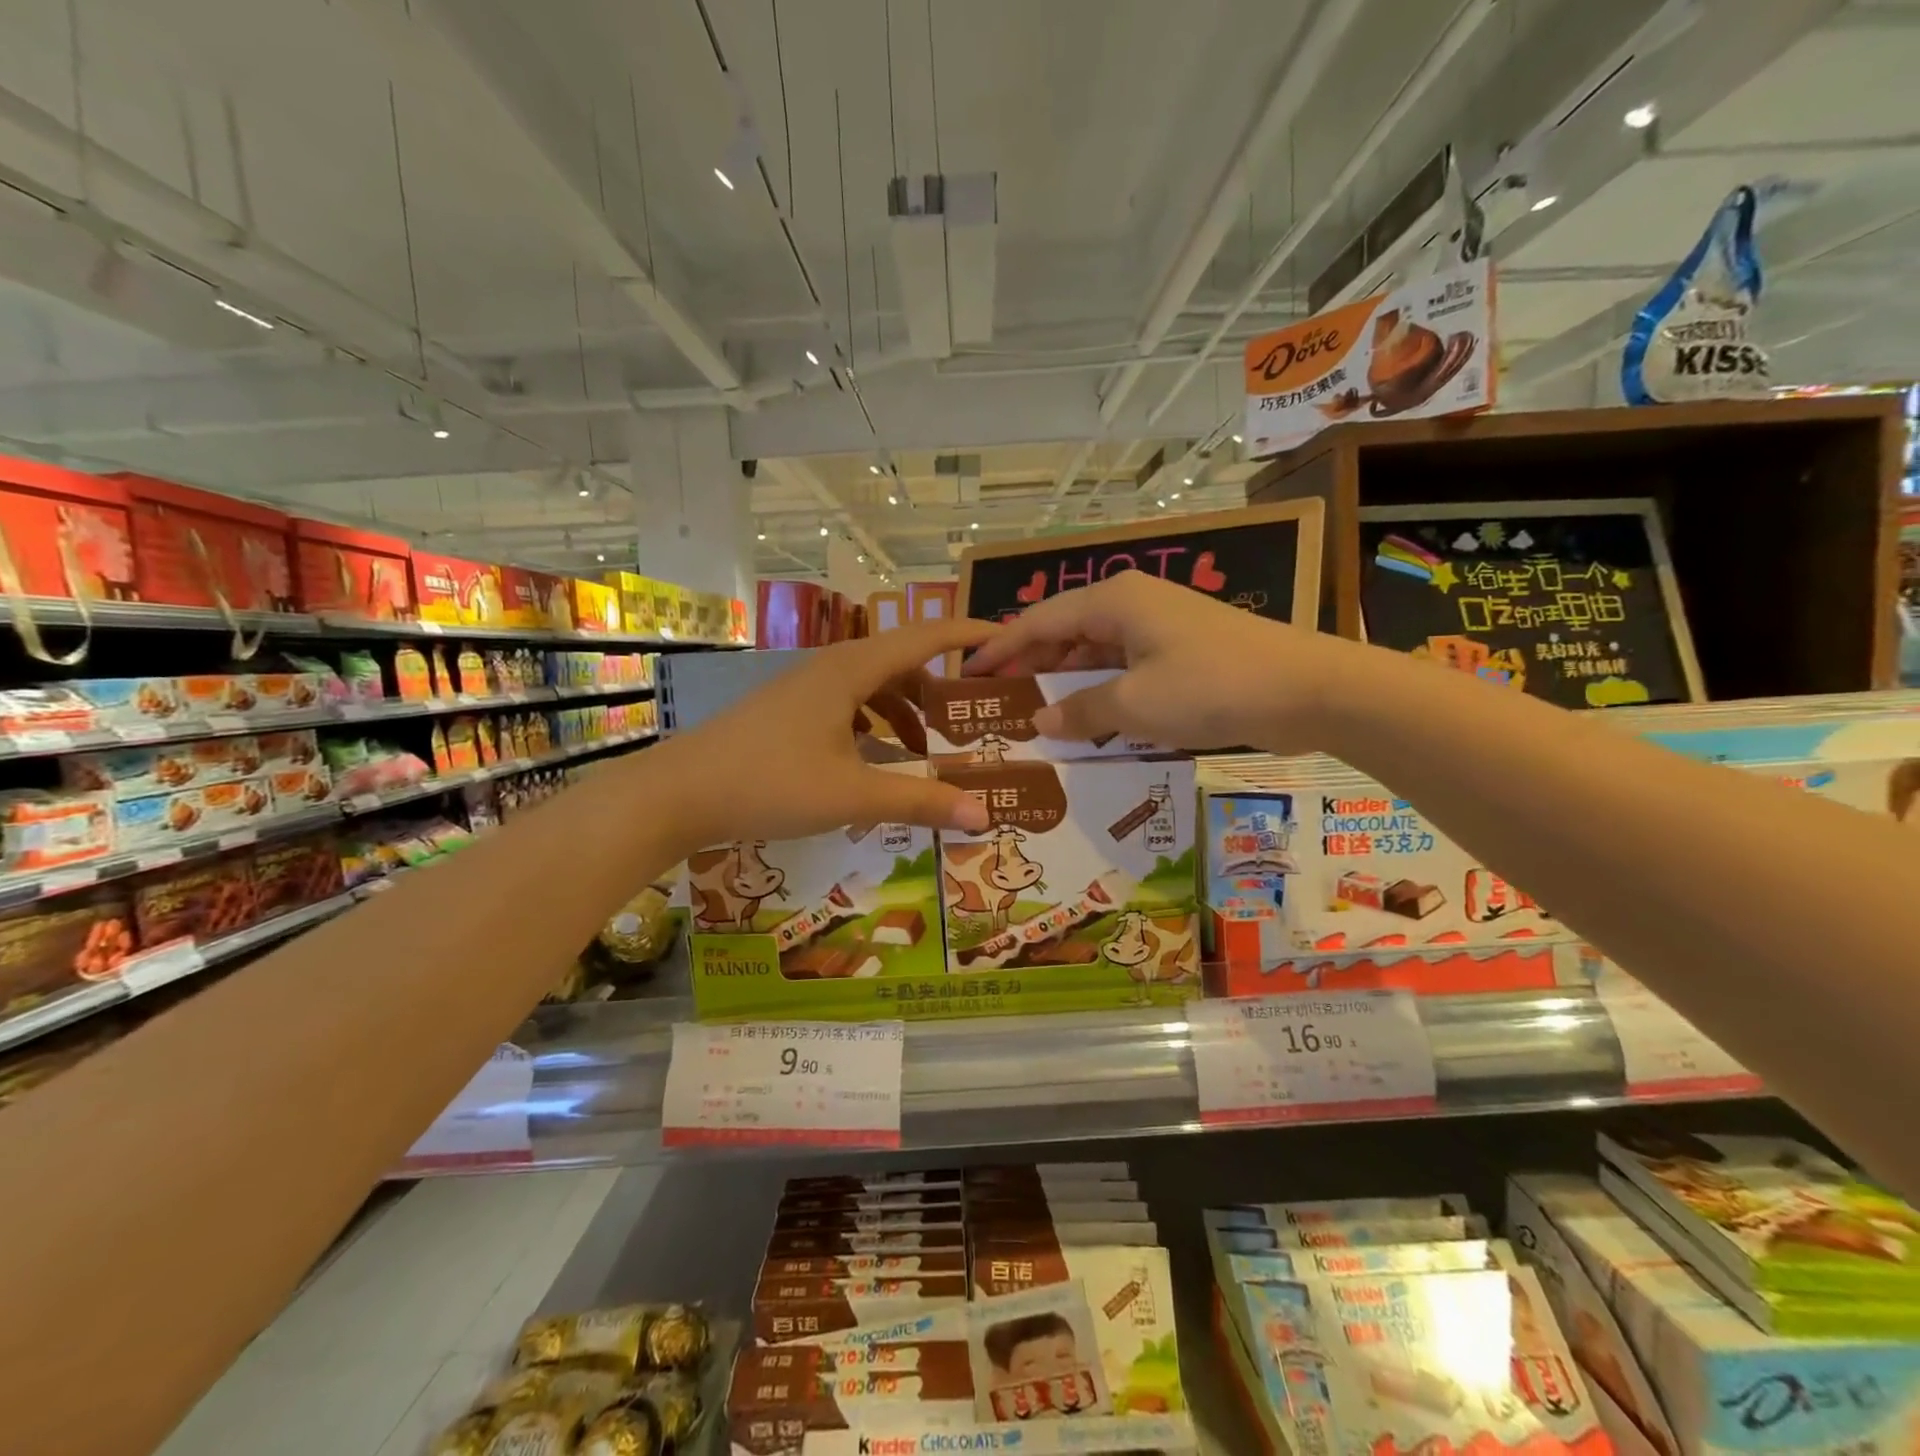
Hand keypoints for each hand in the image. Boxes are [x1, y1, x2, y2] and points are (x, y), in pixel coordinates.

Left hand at [655, 619, 996, 848]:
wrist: (675, 794)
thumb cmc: (769, 783)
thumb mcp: (852, 796)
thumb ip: (920, 802)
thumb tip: (982, 816)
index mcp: (851, 670)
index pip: (925, 638)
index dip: (969, 634)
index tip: (1007, 637)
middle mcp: (830, 668)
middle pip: (901, 663)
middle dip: (941, 688)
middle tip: (974, 718)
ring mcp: (804, 689)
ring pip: (872, 688)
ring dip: (905, 713)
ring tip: (927, 754)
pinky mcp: (787, 712)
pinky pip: (847, 708)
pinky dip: (873, 728)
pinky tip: (875, 763)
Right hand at [961, 571, 1360, 753]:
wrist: (1309, 689)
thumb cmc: (1211, 686)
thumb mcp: (1136, 704)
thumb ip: (1082, 710)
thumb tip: (1041, 719)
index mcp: (1113, 601)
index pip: (1038, 621)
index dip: (1000, 648)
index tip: (968, 673)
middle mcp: (1132, 604)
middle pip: (1064, 631)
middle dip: (1030, 664)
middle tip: (996, 700)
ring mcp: (1160, 627)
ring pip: (1095, 651)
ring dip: (1066, 680)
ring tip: (1034, 712)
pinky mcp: (1182, 652)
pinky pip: (1124, 667)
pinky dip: (1102, 690)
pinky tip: (1088, 718)